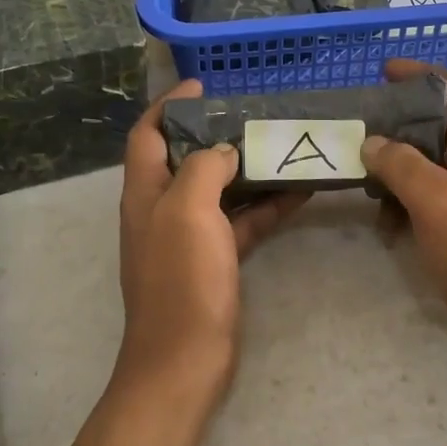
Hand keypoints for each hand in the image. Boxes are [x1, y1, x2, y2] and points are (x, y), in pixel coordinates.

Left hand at [115, 79, 308, 408]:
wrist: (185, 360)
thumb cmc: (181, 280)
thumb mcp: (188, 211)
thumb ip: (204, 168)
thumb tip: (224, 149)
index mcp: (145, 191)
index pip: (148, 134)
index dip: (168, 105)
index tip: (203, 85)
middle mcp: (163, 209)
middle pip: (187, 158)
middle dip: (217, 132)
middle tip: (255, 115)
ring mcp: (190, 237)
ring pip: (220, 189)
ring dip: (248, 168)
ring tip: (284, 144)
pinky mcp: (215, 260)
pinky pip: (242, 221)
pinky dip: (266, 205)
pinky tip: (300, 191)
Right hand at [362, 61, 446, 372]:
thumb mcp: (439, 200)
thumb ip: (403, 165)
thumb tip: (372, 142)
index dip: (425, 73)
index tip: (385, 72)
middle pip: (434, 124)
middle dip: (397, 121)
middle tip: (359, 127)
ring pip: (423, 163)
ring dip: (393, 166)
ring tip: (360, 176)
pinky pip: (421, 200)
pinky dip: (399, 203)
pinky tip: (382, 224)